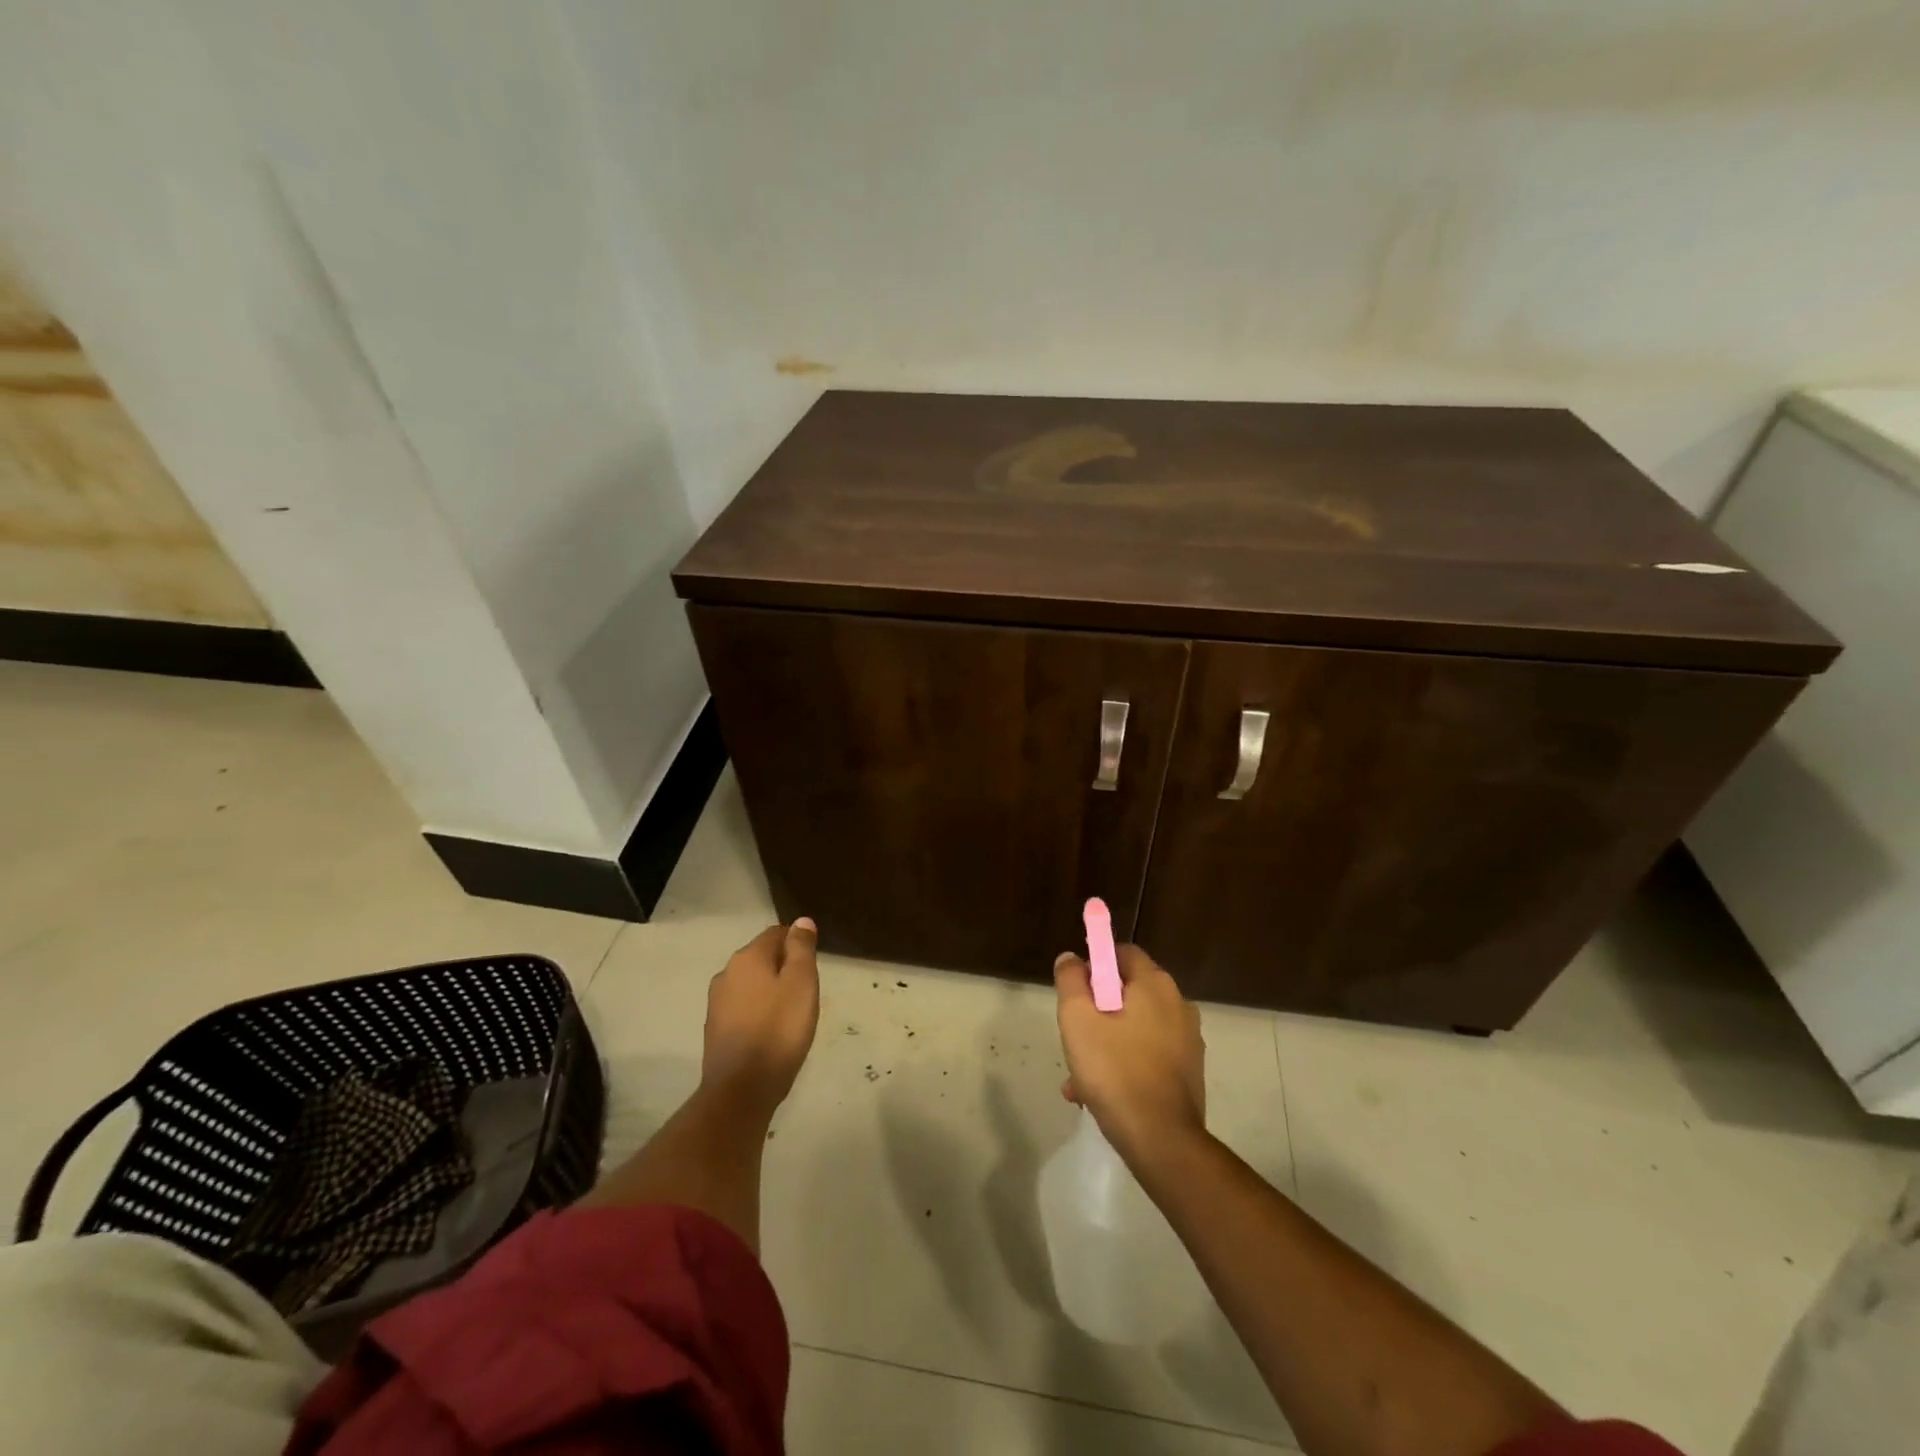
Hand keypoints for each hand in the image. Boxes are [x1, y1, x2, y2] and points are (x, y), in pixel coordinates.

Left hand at [702, 919, 820, 1119]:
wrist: (741, 1089)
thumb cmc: (779, 1029)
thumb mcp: (801, 983)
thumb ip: (801, 949)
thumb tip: (801, 921)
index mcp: (747, 958)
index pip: (776, 933)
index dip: (797, 944)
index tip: (813, 967)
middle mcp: (726, 973)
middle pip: (761, 958)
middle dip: (783, 968)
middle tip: (806, 992)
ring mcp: (716, 1003)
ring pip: (751, 984)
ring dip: (770, 991)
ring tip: (791, 1014)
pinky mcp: (714, 1030)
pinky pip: (742, 1008)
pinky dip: (758, 1012)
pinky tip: (771, 1032)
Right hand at [1054, 943, 1205, 1160]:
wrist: (1162, 1141)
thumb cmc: (1115, 1071)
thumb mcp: (1077, 1020)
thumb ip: (1070, 981)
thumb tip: (1071, 958)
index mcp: (1155, 985)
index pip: (1122, 953)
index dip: (1094, 965)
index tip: (1075, 992)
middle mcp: (1178, 1004)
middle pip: (1127, 992)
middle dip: (1096, 1010)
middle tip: (1074, 1037)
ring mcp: (1187, 1040)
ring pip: (1134, 1027)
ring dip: (1106, 1042)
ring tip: (1079, 1077)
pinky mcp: (1188, 1071)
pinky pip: (1147, 1055)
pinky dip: (1124, 1064)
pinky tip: (1099, 1094)